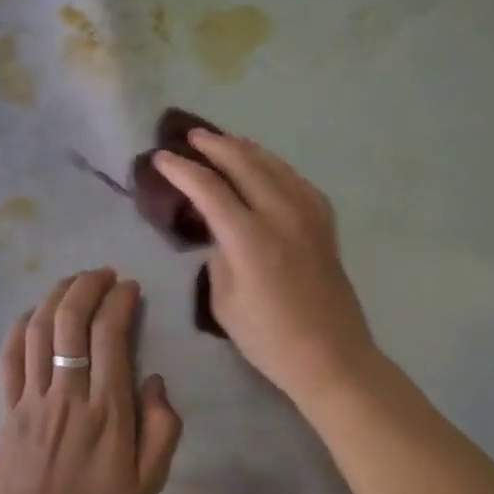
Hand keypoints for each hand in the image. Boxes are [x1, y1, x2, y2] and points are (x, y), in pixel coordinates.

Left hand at [0, 268, 181, 493]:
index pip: (111, 335)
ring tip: (74, 281)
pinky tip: (34, 313)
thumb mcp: (149, 484)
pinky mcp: (7, 410)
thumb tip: (155, 380)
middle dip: (88, 286)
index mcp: (107, 409)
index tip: (130, 287)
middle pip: (72, 321)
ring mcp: (32, 399)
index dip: (120, 301)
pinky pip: (9, 358)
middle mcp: (68, 394)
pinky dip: (20, 327)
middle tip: (104, 274)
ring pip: (40, 330)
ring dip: (57, 296)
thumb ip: (162, 428)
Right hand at [154, 131, 379, 409]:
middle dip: (214, 146)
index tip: (161, 158)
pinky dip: (274, 165)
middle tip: (191, 137)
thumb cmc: (269, 339)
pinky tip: (266, 166)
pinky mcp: (324, 222)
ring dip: (245, 149)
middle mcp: (280, 214)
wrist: (332, 356)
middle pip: (244, 163)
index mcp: (249, 237)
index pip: (208, 188)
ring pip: (273, 165)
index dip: (182, 170)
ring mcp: (307, 214)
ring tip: (224, 141)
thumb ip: (217, 256)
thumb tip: (219, 231)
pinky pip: (296, 180)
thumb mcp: (224, 302)